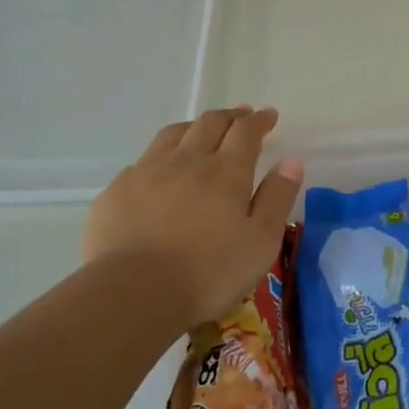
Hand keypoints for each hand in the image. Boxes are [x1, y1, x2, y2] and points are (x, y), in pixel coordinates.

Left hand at [82, 106, 303, 332]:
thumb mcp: (261, 241)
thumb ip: (277, 198)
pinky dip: (160, 156)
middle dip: (230, 116)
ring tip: (202, 130)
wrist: (133, 292)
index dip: (259, 120)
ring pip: (173, 134)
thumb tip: (291, 162)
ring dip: (194, 126)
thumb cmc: (209, 272)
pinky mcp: (117, 192)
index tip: (269, 115)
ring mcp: (147, 172)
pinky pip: (142, 161)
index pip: (246, 132)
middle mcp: (187, 161)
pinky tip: (159, 171)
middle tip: (241, 115)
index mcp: (226, 171)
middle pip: (209, 123)